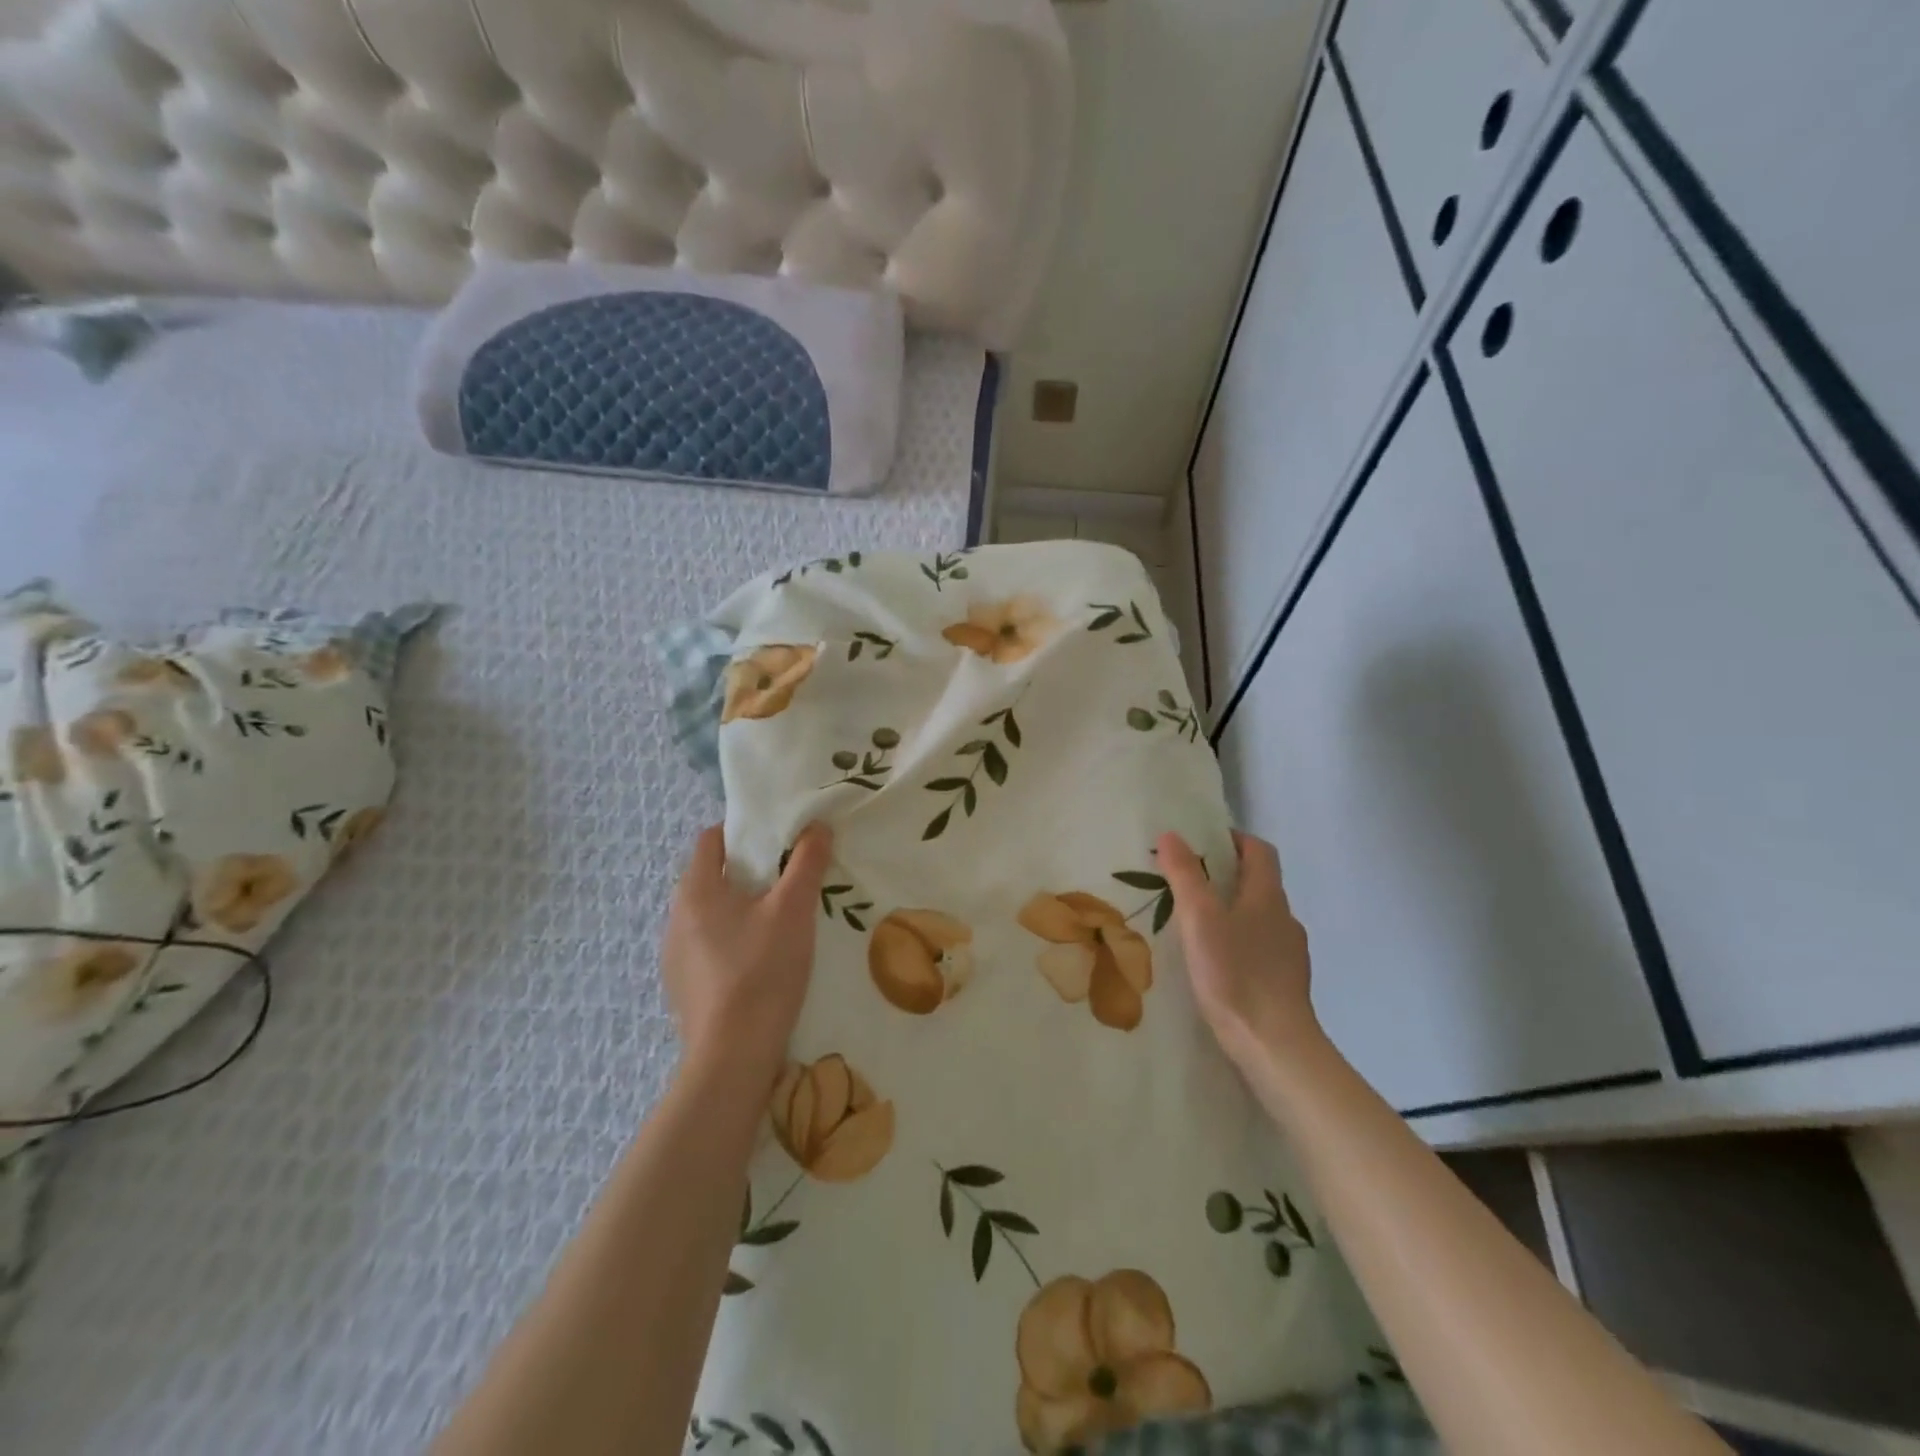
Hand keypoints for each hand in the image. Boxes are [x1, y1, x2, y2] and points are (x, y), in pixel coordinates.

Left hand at [662, 822, 832, 1076]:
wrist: (733, 1056)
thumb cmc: (762, 970)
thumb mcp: (793, 910)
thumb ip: (807, 862)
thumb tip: (817, 826)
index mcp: (695, 890)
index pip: (712, 839)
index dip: (744, 832)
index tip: (778, 841)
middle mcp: (675, 917)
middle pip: (712, 876)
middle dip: (749, 873)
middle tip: (789, 881)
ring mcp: (674, 955)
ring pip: (711, 915)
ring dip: (740, 910)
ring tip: (779, 924)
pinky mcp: (682, 987)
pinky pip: (709, 948)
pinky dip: (732, 943)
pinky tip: (760, 963)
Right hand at [1158, 830, 1319, 1068]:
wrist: (1274, 1046)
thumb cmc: (1235, 974)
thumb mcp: (1199, 919)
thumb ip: (1185, 875)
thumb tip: (1172, 834)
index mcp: (1268, 897)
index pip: (1259, 851)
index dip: (1235, 839)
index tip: (1204, 840)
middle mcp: (1285, 919)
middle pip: (1259, 884)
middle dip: (1226, 876)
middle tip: (1188, 881)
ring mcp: (1289, 954)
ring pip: (1259, 919)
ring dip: (1232, 912)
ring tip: (1195, 925)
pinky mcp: (1285, 984)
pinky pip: (1260, 950)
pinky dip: (1239, 944)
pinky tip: (1216, 964)